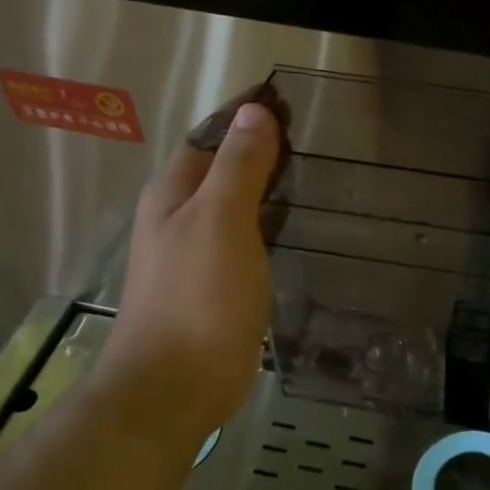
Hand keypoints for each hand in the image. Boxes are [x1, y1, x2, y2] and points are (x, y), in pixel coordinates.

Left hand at [90, 93, 287, 439]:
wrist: (175, 386)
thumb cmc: (197, 297)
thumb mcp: (221, 220)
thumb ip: (239, 166)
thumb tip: (256, 112)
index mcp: (174, 194)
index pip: (210, 137)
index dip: (245, 118)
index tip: (291, 104)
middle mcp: (181, 218)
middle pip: (222, 170)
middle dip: (261, 151)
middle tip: (315, 140)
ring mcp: (199, 255)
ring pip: (237, 207)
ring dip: (268, 190)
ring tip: (316, 177)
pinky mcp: (219, 287)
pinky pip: (248, 242)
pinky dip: (271, 227)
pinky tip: (298, 230)